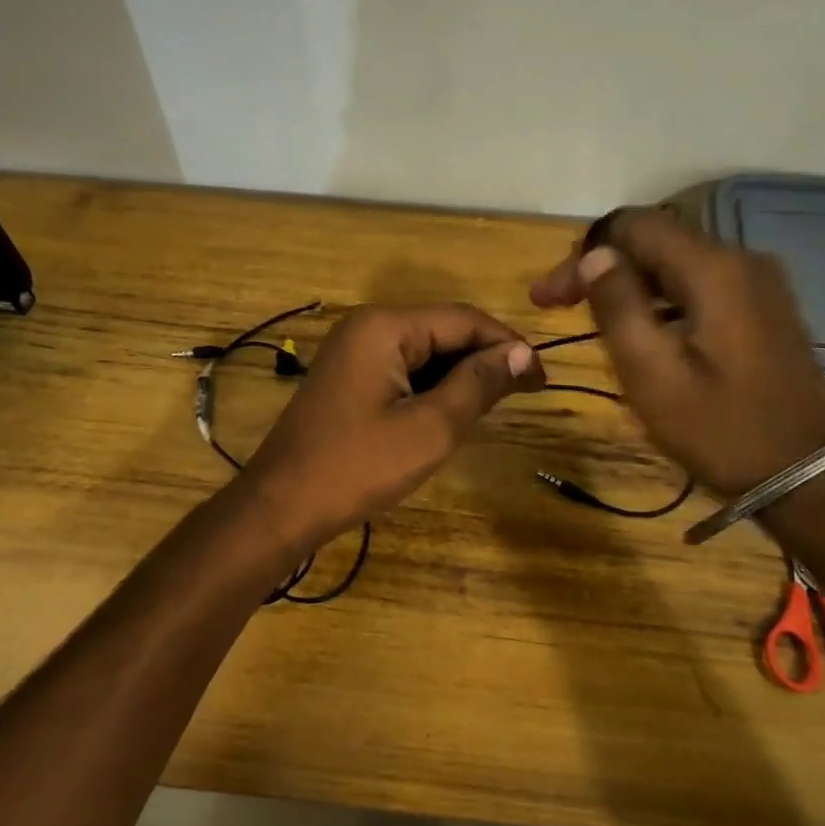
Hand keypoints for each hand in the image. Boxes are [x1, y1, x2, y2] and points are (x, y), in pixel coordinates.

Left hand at [237, 304, 543, 550]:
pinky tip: (452, 413)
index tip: (543, 380)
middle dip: (484, 360)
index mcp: (385, 327)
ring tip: (495, 407)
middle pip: (443, 331)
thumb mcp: (431, 427)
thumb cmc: (359, 467)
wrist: (281, 506)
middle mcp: (367, 327)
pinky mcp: (348, 378)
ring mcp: (352, 352)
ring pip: (424, 352)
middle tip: (524, 396)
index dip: (508, 345)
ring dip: (460, 376)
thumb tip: (520, 353)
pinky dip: (432, 388)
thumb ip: (478, 383)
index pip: (464, 320)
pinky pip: (402, 371)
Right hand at [531, 208, 824, 495]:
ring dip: (628, 282)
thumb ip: (618, 307)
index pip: (632, 226)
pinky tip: (641, 330)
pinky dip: (660, 297)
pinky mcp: (764, 307)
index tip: (548, 297)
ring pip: (675, 262)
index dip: (582, 254)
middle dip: (601, 266)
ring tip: (591, 319)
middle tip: (558, 306)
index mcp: (713, 270)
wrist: (809, 474)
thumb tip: (595, 256)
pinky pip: (699, 284)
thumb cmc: (721, 429)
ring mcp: (758, 283)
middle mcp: (740, 260)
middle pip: (655, 240)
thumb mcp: (653, 374)